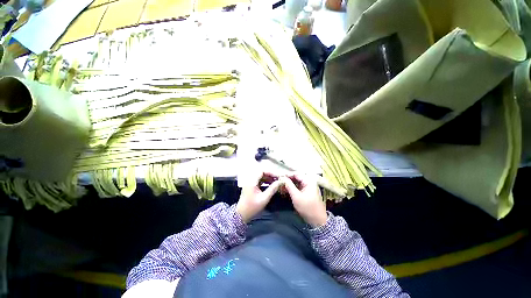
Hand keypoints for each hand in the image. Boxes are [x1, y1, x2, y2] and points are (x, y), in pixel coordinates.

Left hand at [236, 172, 281, 222]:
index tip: (278, 176)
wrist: (241, 215)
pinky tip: (271, 184)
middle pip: (261, 172)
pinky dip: (265, 180)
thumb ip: (272, 189)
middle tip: (278, 178)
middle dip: (271, 174)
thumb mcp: (264, 199)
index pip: (262, 171)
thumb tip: (280, 182)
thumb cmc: (252, 208)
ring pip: (260, 176)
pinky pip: (259, 180)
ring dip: (268, 177)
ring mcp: (250, 182)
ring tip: (276, 181)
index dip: (271, 172)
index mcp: (251, 181)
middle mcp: (250, 180)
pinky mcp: (251, 186)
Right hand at [281, 174, 327, 227]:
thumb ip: (289, 185)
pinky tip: (286, 190)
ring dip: (289, 184)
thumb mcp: (296, 196)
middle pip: (296, 178)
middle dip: (287, 180)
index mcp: (308, 181)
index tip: (279, 177)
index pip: (296, 174)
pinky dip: (292, 188)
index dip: (287, 175)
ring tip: (281, 187)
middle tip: (279, 182)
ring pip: (297, 182)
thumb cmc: (307, 207)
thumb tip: (282, 178)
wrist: (318, 221)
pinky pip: (298, 187)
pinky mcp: (307, 192)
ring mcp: (309, 187)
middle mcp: (309, 182)